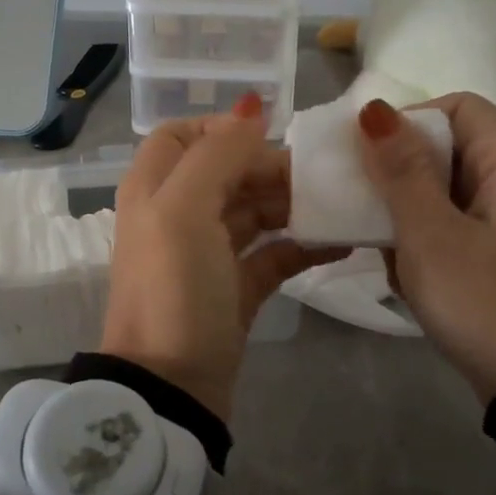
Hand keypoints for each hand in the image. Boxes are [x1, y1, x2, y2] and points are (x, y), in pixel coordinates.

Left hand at [102, 95, 347, 420]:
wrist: (170, 387)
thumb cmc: (173, 289)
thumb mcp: (185, 210)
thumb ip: (216, 153)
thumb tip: (251, 107)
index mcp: (154, 189)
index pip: (182, 136)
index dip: (222, 129)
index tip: (270, 136)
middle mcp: (176, 215)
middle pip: (226, 172)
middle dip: (271, 168)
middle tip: (323, 177)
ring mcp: (207, 255)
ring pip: (254, 211)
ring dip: (293, 205)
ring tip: (341, 205)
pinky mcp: (235, 290)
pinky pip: (273, 255)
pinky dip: (303, 246)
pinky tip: (341, 243)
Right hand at [356, 95, 495, 402]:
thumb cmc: (485, 302)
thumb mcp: (431, 236)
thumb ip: (401, 171)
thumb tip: (374, 110)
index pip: (457, 108)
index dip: (407, 123)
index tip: (368, 160)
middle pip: (452, 150)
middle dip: (402, 178)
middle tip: (367, 209)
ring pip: (450, 192)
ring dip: (411, 215)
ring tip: (386, 248)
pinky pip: (461, 226)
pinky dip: (431, 241)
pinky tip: (409, 273)